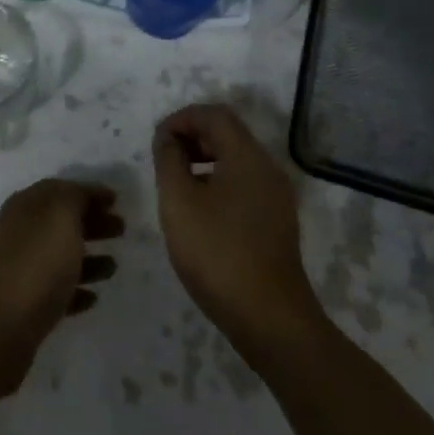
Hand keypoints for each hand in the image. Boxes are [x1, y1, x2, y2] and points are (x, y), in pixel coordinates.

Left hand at [0, 179, 122, 391]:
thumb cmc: (35, 266)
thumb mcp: (60, 217)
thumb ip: (74, 198)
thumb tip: (80, 195)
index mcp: (24, 207)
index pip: (60, 189)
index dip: (89, 191)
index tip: (117, 200)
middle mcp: (17, 233)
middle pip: (59, 221)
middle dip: (91, 222)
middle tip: (121, 230)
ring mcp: (16, 270)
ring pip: (58, 256)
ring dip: (87, 258)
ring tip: (113, 267)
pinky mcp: (20, 305)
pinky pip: (53, 290)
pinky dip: (75, 289)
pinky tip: (92, 298)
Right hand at [154, 104, 322, 364]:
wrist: (270, 319)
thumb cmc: (218, 253)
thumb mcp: (179, 202)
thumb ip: (169, 160)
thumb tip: (168, 138)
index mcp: (247, 156)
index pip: (214, 114)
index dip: (182, 118)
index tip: (157, 140)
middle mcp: (267, 168)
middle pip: (228, 134)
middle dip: (192, 136)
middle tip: (163, 158)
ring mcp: (276, 196)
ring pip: (236, 160)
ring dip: (204, 160)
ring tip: (175, 182)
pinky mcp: (276, 221)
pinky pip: (244, 184)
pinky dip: (218, 181)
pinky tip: (199, 210)